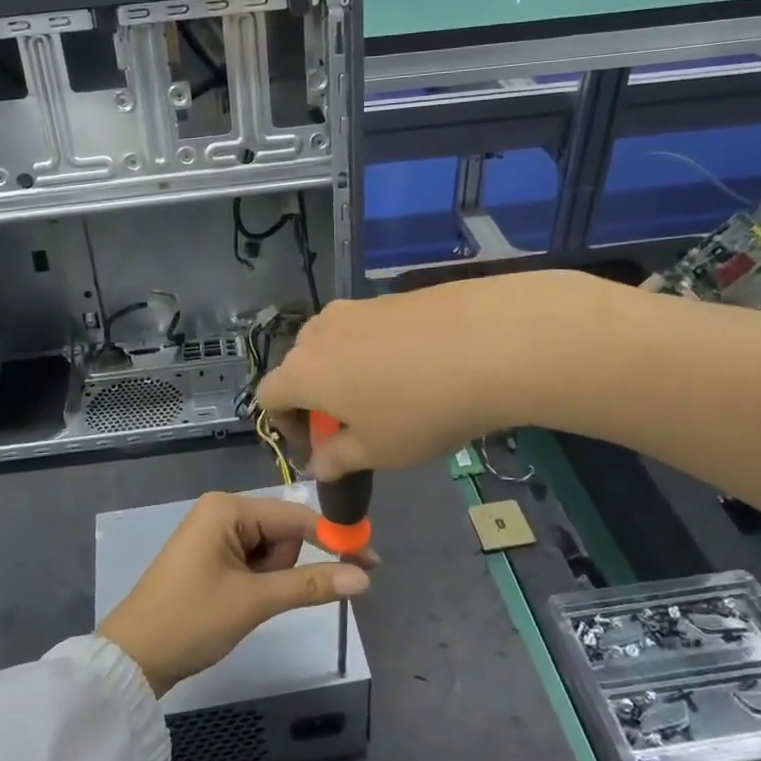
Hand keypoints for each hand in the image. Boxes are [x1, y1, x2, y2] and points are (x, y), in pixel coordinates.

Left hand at [98, 492, 373, 695]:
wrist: (133, 658)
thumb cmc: (191, 620)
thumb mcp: (254, 602)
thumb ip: (310, 585)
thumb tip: (365, 576)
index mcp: (227, 508)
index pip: (295, 516)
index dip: (333, 538)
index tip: (371, 560)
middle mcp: (221, 511)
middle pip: (282, 532)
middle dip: (286, 567)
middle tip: (261, 597)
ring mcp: (214, 533)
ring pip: (270, 550)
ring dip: (270, 579)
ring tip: (242, 603)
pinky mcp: (211, 556)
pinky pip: (252, 561)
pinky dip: (258, 582)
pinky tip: (238, 603)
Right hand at [258, 272, 595, 478]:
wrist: (492, 342)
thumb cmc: (421, 410)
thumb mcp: (378, 451)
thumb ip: (338, 459)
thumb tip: (318, 463)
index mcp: (304, 371)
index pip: (268, 395)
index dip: (284, 425)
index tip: (316, 447)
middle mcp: (320, 331)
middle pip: (300, 365)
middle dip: (316, 397)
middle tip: (353, 425)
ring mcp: (358, 307)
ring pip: (335, 343)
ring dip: (346, 372)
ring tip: (388, 397)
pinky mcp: (393, 297)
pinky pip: (369, 328)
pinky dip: (377, 351)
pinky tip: (418, 370)